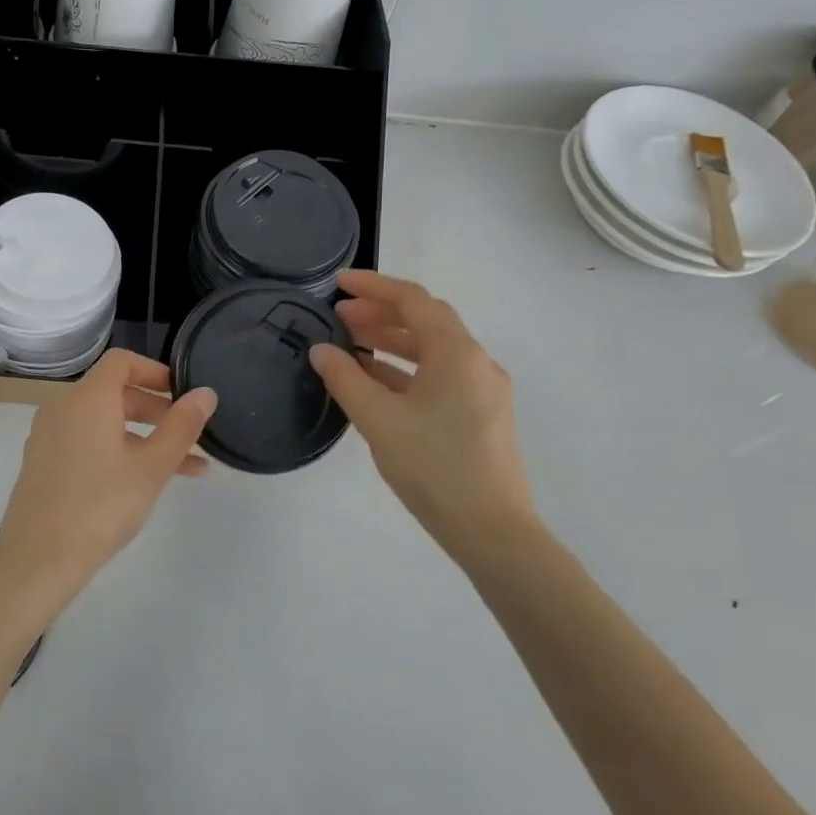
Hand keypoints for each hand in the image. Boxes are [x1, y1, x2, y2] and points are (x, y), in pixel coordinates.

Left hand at [0, 349, 216, 611]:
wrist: (38, 558)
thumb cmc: (102, 505)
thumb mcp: (152, 466)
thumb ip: (181, 426)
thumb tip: (205, 393)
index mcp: (87, 397)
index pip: (122, 361)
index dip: (155, 371)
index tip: (182, 394)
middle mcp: (63, 406)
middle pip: (114, 392)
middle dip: (156, 410)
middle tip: (189, 436)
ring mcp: (48, 435)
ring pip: (103, 422)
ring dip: (143, 436)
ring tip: (185, 468)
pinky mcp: (42, 461)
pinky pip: (85, 441)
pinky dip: (116, 449)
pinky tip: (142, 482)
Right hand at [308, 271, 538, 560]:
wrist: (493, 532)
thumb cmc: (434, 468)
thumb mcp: (379, 420)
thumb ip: (345, 378)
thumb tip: (322, 349)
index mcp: (456, 353)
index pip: (413, 300)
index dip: (373, 286)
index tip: (338, 283)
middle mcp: (476, 362)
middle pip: (426, 320)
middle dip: (381, 312)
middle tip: (339, 317)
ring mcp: (482, 389)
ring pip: (432, 349)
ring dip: (392, 340)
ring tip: (351, 345)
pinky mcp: (481, 414)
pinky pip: (439, 375)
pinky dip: (405, 368)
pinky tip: (375, 381)